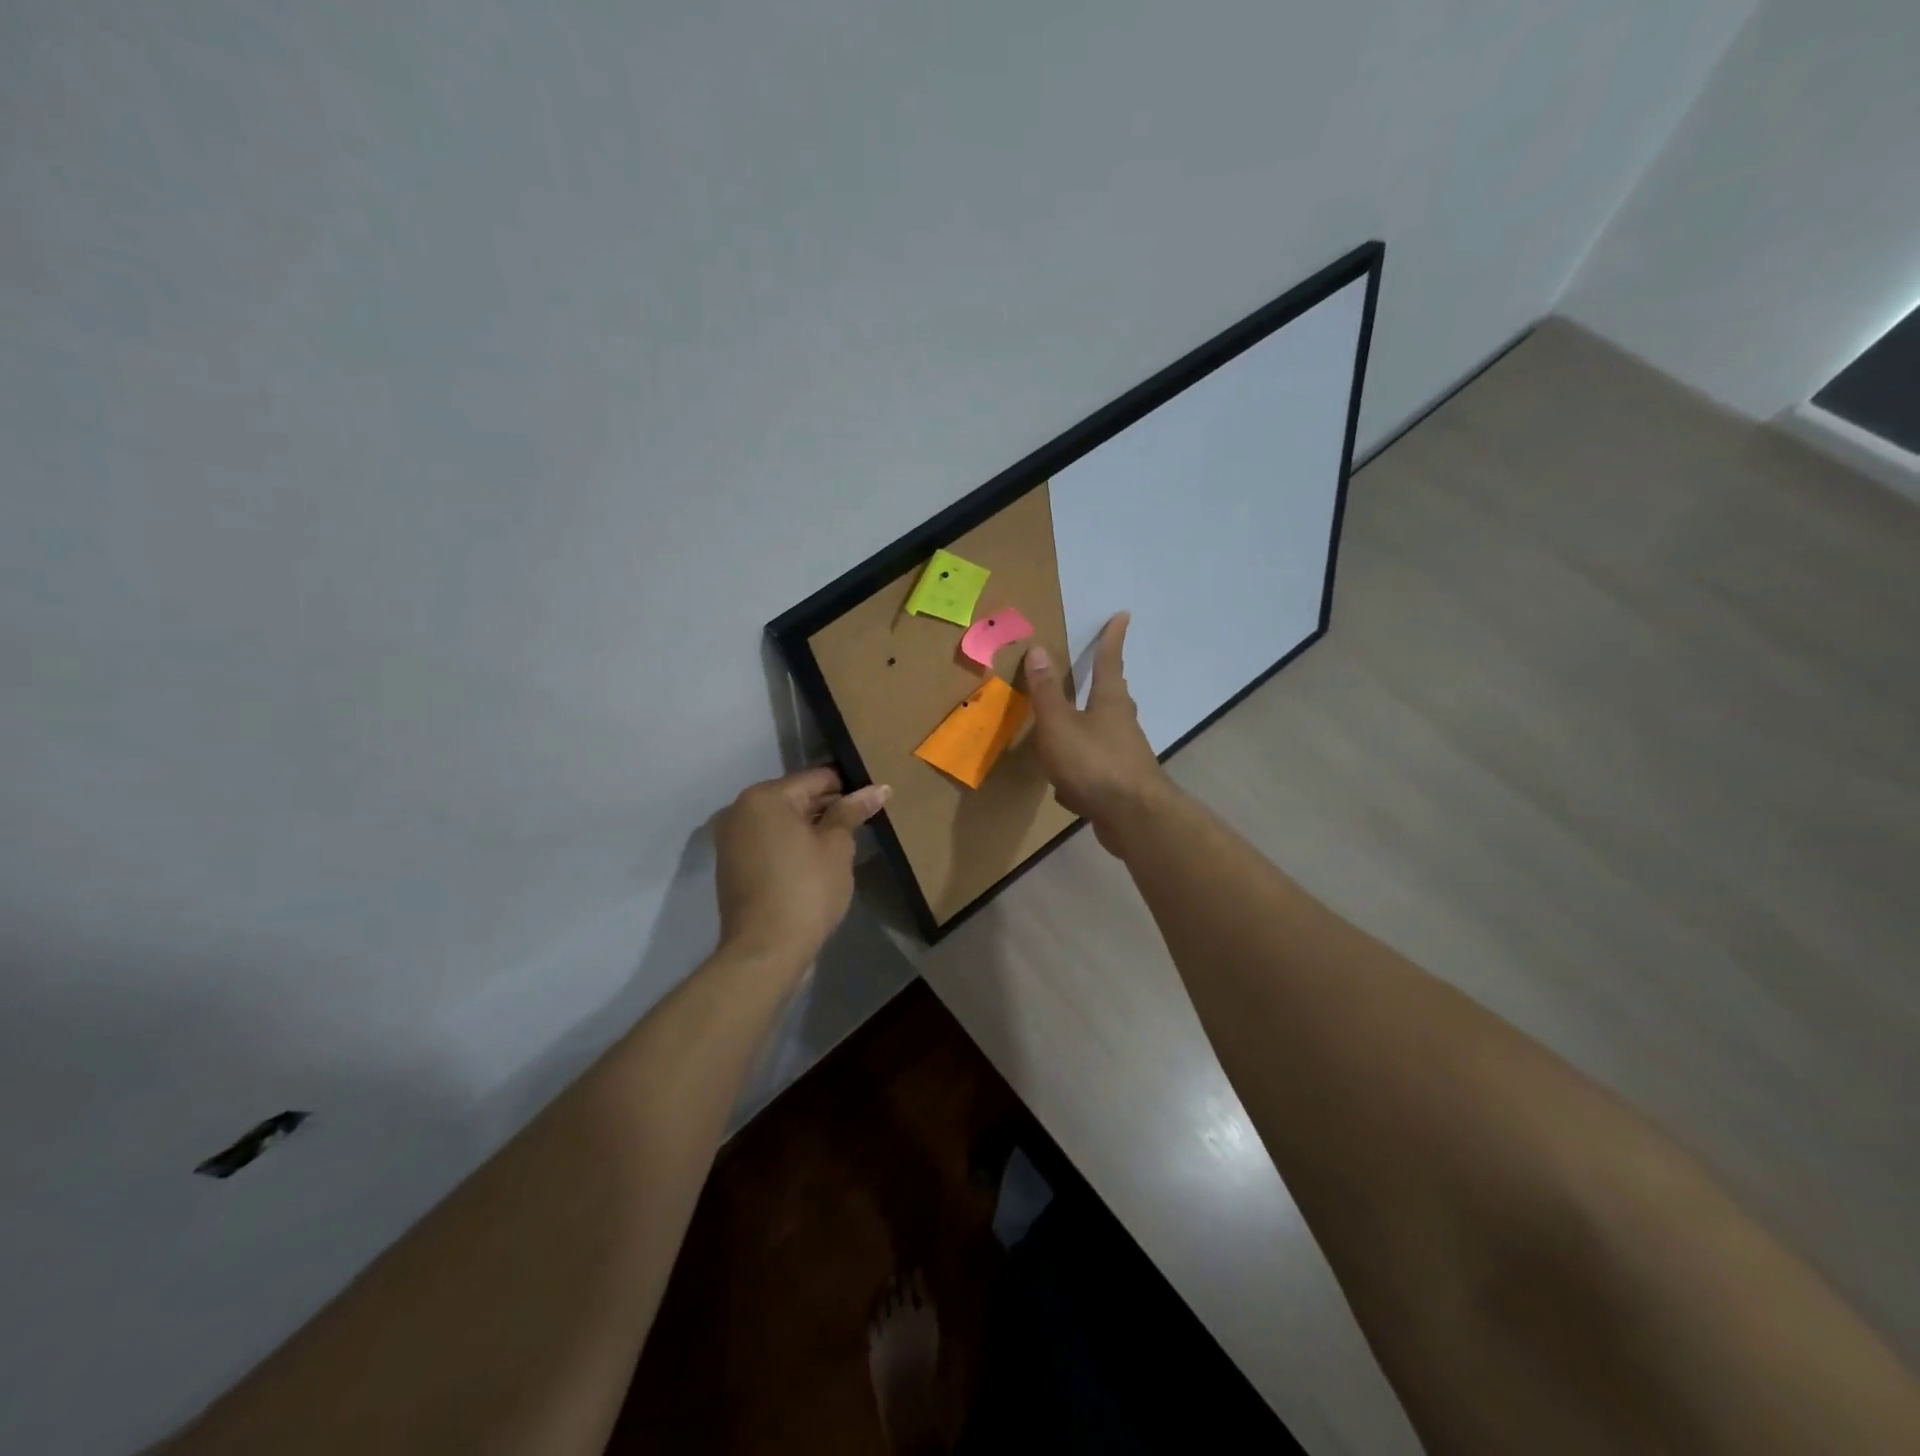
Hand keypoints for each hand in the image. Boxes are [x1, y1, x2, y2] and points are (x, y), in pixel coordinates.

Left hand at [713, 768, 890, 969]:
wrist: (765, 950)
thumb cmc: (806, 889)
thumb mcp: (836, 846)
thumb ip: (852, 812)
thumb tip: (878, 788)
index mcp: (765, 796)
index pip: (818, 778)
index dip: (849, 787)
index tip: (873, 802)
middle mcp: (741, 809)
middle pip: (797, 797)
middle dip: (828, 808)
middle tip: (862, 824)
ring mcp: (731, 838)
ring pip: (782, 821)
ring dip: (810, 828)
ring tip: (843, 844)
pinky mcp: (732, 864)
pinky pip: (769, 842)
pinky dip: (791, 845)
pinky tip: (816, 862)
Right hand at [1024, 612, 1173, 848]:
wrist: (1132, 817)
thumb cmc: (1093, 762)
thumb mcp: (1059, 725)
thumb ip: (1046, 692)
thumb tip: (1039, 649)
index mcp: (1110, 702)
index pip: (1109, 662)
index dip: (1111, 639)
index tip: (1123, 616)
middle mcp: (1122, 724)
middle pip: (1112, 697)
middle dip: (1104, 683)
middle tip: (1097, 672)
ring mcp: (1125, 755)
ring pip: (1104, 734)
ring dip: (1088, 729)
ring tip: (1069, 731)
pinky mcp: (1121, 784)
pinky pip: (1095, 770)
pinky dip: (1081, 773)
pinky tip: (1066, 791)